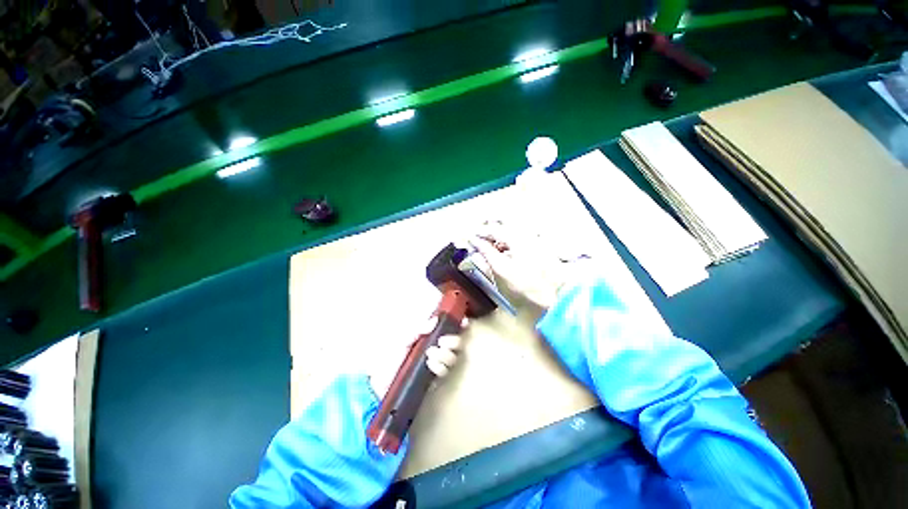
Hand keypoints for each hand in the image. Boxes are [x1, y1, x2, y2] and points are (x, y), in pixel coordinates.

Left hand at [368, 316, 466, 400]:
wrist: (377, 385)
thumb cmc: (388, 357)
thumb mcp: (400, 339)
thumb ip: (417, 329)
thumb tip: (434, 320)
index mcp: (428, 337)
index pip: (448, 328)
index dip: (458, 324)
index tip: (464, 322)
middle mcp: (435, 349)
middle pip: (456, 343)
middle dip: (453, 341)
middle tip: (442, 342)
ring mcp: (435, 365)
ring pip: (453, 358)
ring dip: (446, 355)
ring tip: (430, 355)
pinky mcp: (433, 381)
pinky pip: (445, 374)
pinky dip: (440, 367)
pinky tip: (431, 365)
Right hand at [470, 219, 580, 321]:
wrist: (556, 290)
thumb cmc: (528, 282)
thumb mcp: (502, 268)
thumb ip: (486, 252)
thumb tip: (474, 241)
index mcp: (515, 236)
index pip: (492, 228)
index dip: (478, 232)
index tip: (469, 238)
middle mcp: (524, 230)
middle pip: (501, 222)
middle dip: (487, 227)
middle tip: (477, 237)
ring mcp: (532, 235)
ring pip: (509, 227)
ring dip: (496, 233)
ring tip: (488, 245)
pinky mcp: (537, 241)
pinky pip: (517, 234)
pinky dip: (506, 238)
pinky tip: (502, 249)